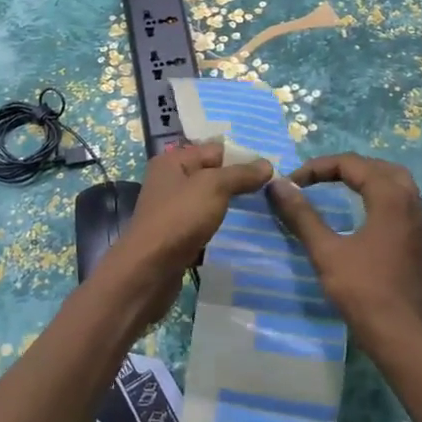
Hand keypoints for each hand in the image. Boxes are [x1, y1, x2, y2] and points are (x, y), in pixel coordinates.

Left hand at [95, 141, 271, 334]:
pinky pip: (204, 223)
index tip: (271, 172)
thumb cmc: (179, 218)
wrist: (149, 270)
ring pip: (209, 201)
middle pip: (212, 175)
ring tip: (262, 211)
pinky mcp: (176, 235)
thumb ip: (240, 174)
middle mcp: (169, 181)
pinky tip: (240, 232)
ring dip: (231, 206)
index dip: (242, 158)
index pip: (215, 150)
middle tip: (271, 191)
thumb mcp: (214, 187)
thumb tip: (267, 164)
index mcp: (173, 161)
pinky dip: (220, 226)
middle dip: (238, 182)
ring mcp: (172, 210)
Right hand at [266, 153, 421, 357]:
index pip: (353, 164)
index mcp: (391, 198)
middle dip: (346, 167)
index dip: (319, 167)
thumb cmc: (365, 293)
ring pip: (395, 183)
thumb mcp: (327, 252)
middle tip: (317, 178)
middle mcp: (412, 203)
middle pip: (378, 167)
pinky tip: (362, 214)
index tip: (293, 183)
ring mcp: (421, 224)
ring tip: (338, 188)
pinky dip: (379, 196)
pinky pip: (402, 203)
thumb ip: (302, 215)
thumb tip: (278, 185)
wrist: (407, 341)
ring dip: (365, 180)